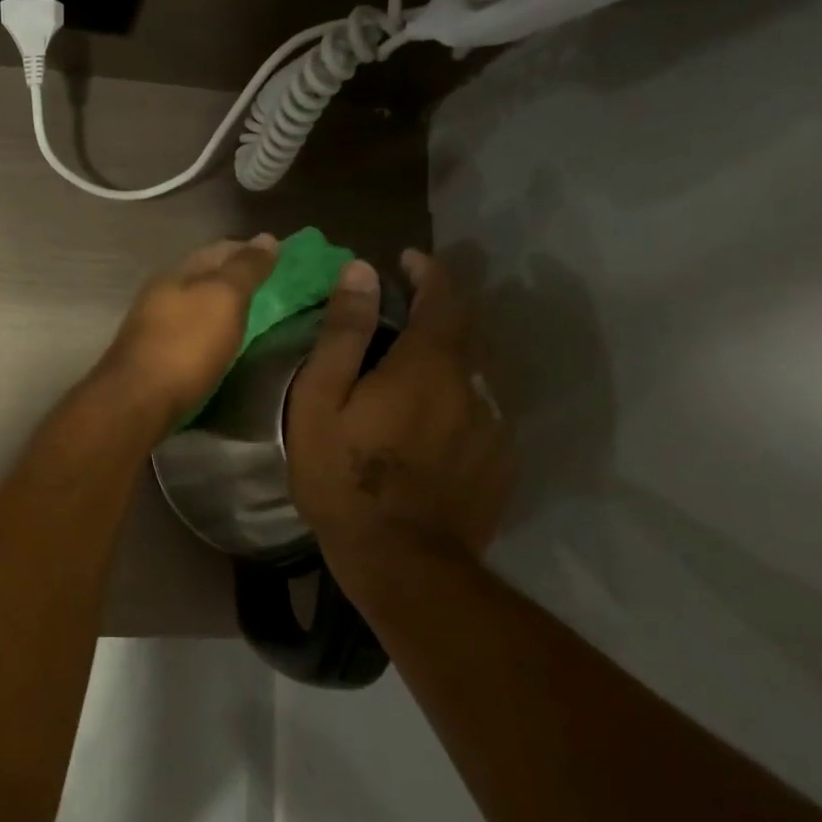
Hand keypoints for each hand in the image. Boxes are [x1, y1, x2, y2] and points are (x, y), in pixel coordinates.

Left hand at [93, 235, 278, 429]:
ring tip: (249, 314)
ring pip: (193, 305)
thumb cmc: (186, 344)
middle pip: (203, 276)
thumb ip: (245, 269)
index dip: (248, 250)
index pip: (219, 250)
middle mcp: (161, 294)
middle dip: (233, 277)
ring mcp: (152, 326)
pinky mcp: (151, 357)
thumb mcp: (224, 298)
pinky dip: (208, 331)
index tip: (278, 256)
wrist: (137, 400)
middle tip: (268, 286)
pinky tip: (220, 343)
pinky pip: (187, 333)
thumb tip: (266, 237)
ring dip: (219, 306)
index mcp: (177, 272)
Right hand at [287, 250, 512, 587]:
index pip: (442, 296)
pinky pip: (483, 408)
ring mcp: (492, 423)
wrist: (402, 561)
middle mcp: (472, 383)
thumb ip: (344, 333)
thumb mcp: (322, 401)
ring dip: (451, 354)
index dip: (427, 271)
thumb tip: (361, 272)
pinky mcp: (499, 459)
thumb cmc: (345, 477)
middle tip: (408, 308)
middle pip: (468, 328)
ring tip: (416, 366)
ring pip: (478, 370)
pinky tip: (434, 418)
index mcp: (428, 364)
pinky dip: (460, 395)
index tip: (407, 260)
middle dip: (442, 307)